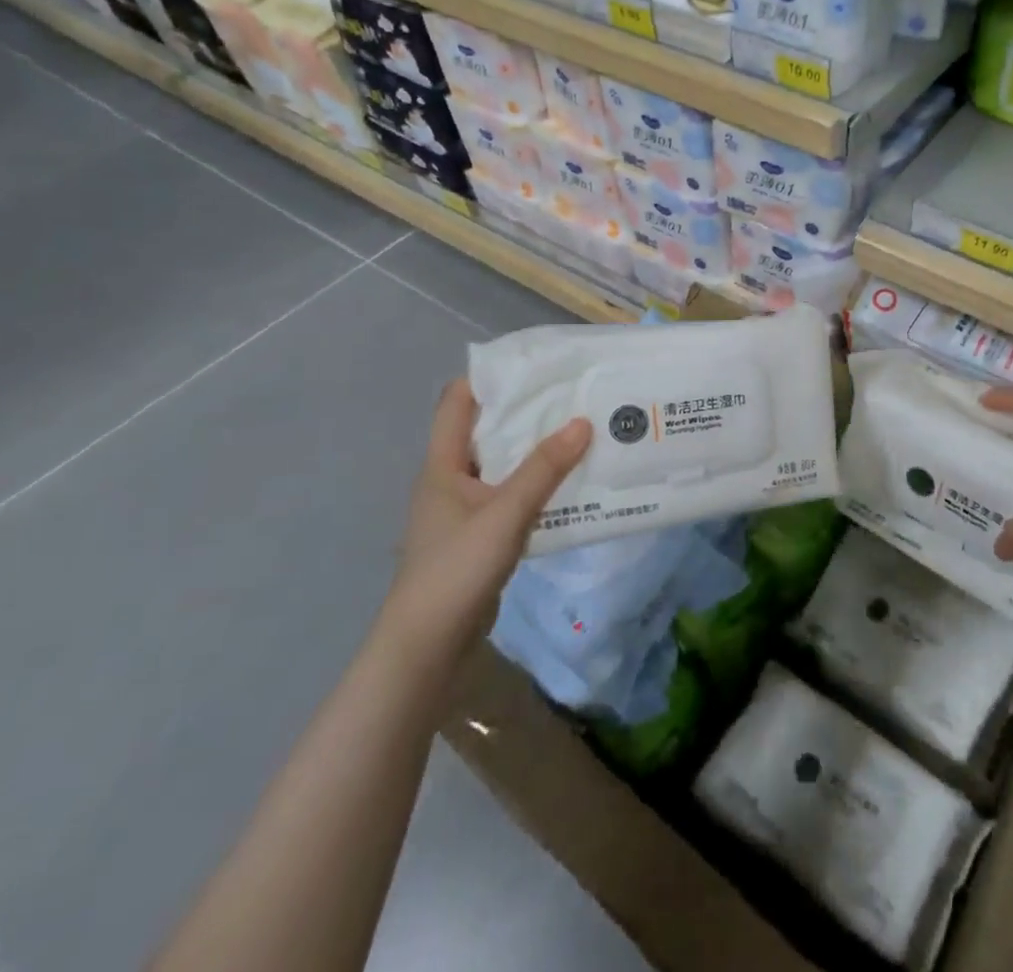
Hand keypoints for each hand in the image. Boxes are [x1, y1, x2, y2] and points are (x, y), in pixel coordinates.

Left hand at [377, 379, 590, 668]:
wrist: (428, 647)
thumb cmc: (455, 570)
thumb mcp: (504, 514)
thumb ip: (544, 469)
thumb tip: (583, 422)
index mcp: (443, 465)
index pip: (458, 402)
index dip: (490, 377)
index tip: (536, 364)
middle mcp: (452, 479)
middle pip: (489, 430)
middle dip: (528, 411)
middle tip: (575, 394)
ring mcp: (468, 508)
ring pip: (506, 463)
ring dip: (539, 449)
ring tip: (584, 430)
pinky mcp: (484, 534)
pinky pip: (515, 494)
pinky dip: (541, 482)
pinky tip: (574, 480)